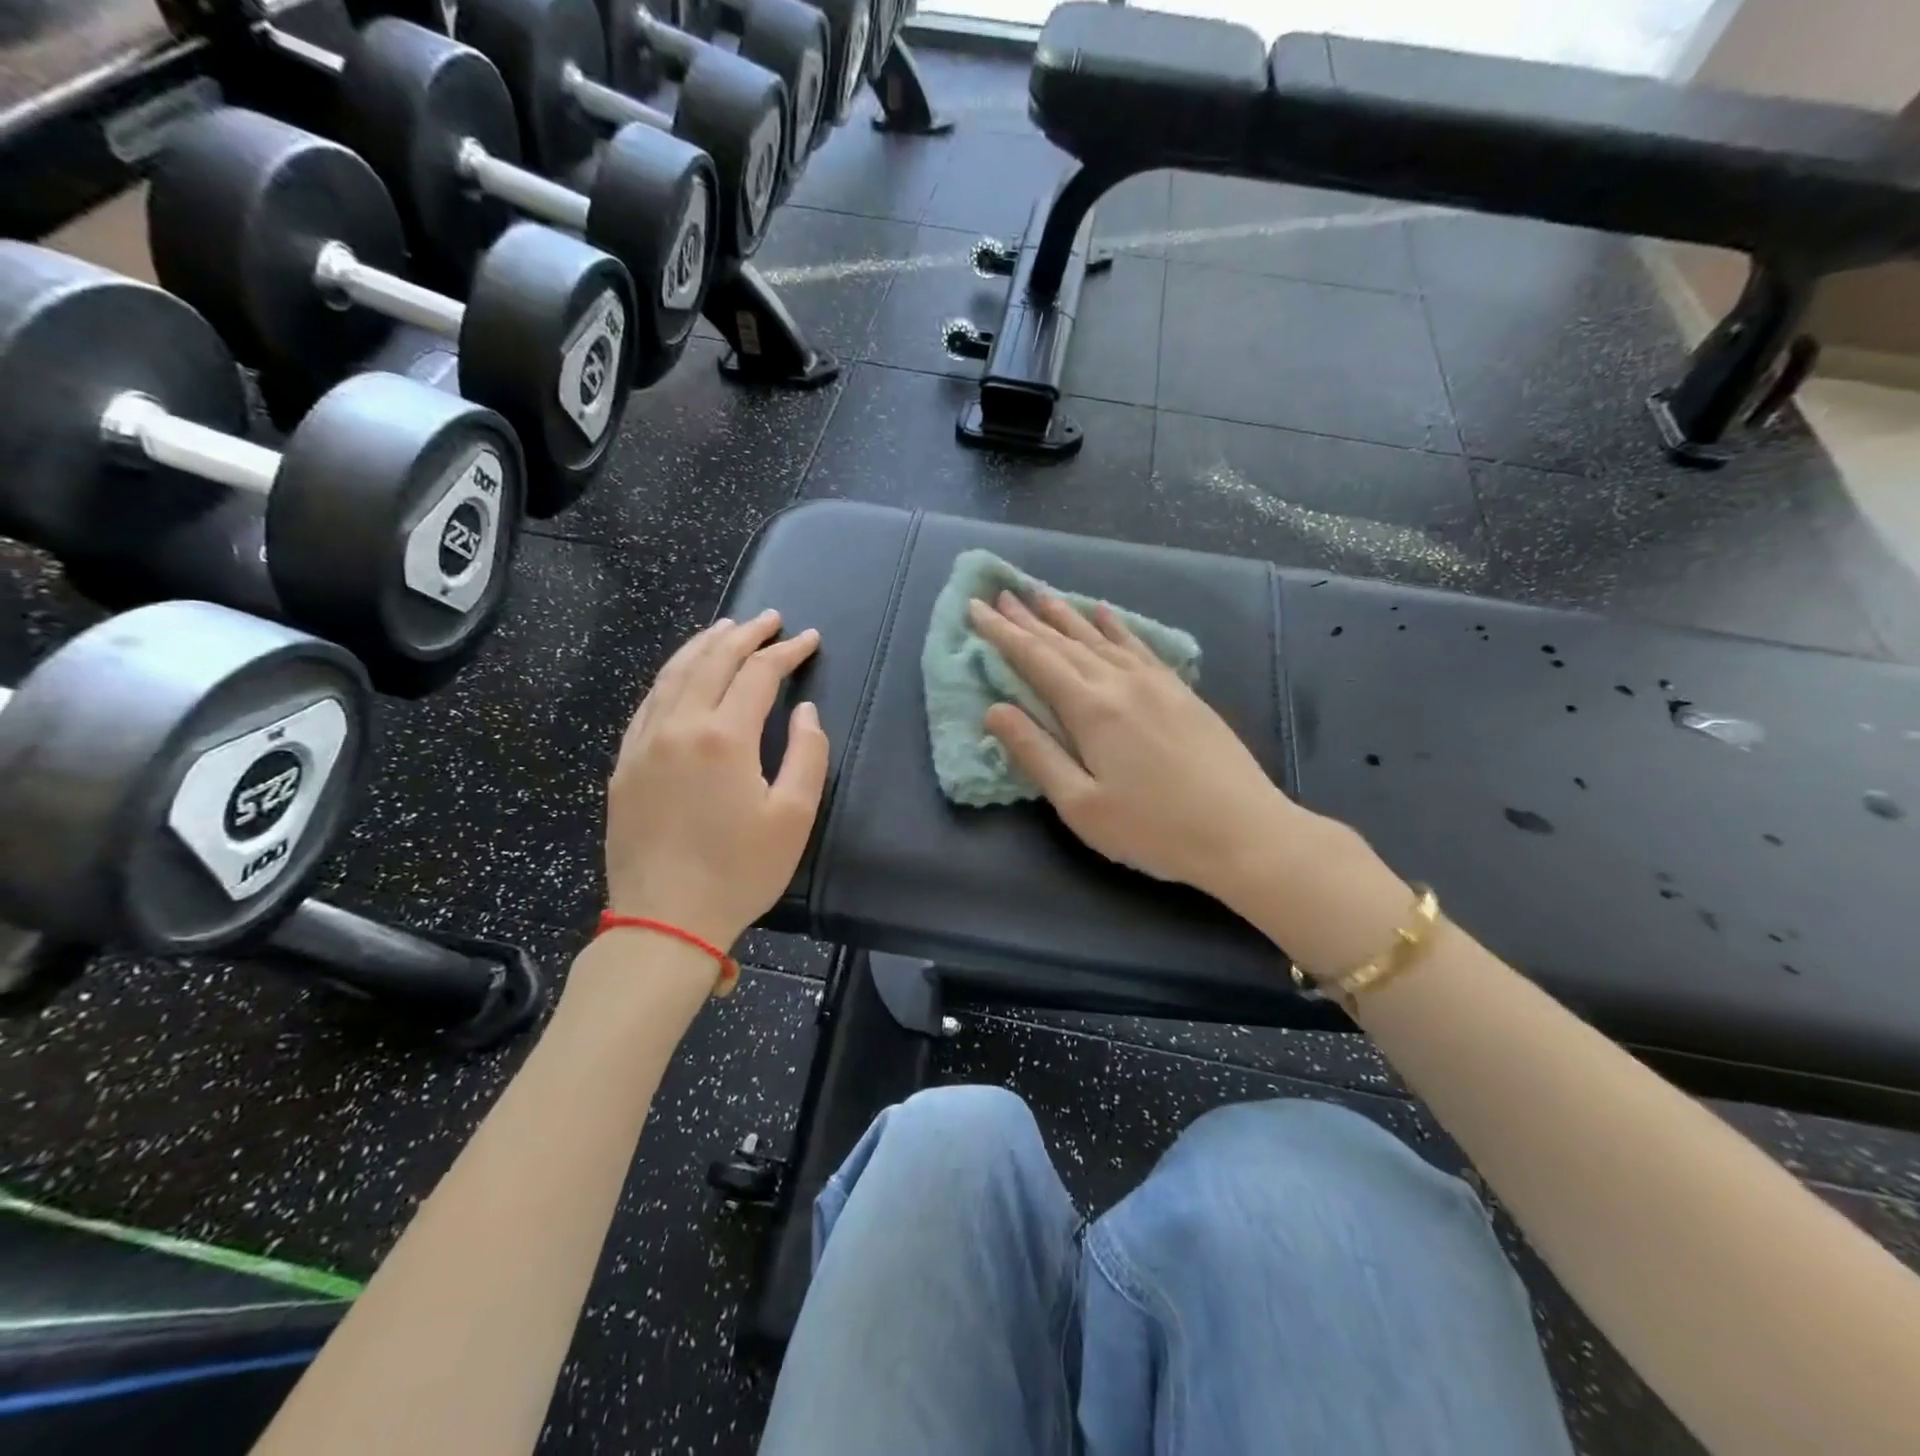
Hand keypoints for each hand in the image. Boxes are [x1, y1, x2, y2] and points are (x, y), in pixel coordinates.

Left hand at [605, 610, 827, 947]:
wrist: (664, 920)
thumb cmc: (739, 871)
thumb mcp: (793, 817)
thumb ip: (807, 755)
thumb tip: (805, 712)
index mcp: (724, 737)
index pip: (759, 674)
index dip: (787, 652)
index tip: (810, 639)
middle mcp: (678, 726)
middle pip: (712, 661)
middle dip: (744, 634)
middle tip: (769, 619)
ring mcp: (643, 742)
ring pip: (673, 674)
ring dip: (703, 645)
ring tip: (726, 629)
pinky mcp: (624, 763)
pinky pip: (648, 702)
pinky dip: (671, 676)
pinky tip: (681, 675)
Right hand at [969, 590, 1297, 906]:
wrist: (1244, 832)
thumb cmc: (1153, 829)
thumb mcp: (1081, 805)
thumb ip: (1036, 754)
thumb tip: (994, 710)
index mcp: (1091, 709)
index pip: (1035, 659)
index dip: (1002, 633)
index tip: (975, 608)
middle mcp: (1121, 682)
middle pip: (1064, 642)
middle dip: (1028, 619)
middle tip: (1000, 594)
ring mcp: (1156, 682)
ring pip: (1100, 638)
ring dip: (1066, 616)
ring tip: (1041, 594)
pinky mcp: (1181, 691)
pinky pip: (1138, 645)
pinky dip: (1116, 626)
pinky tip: (1105, 613)